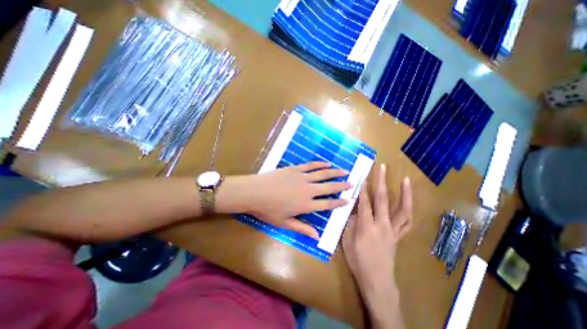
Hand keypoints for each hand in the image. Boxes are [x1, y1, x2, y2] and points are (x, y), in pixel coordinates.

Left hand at [239, 162, 347, 236]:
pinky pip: (310, 166)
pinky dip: (320, 164)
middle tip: (352, 183)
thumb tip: (317, 236)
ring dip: (334, 173)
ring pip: (322, 174)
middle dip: (341, 185)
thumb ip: (302, 228)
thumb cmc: (268, 210)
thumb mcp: (284, 223)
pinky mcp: (295, 169)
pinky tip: (327, 163)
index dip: (339, 202)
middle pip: (329, 187)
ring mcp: (302, 177)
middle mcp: (308, 190)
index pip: (327, 204)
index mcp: (306, 204)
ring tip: (344, 171)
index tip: (349, 200)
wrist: (255, 192)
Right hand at [345, 163, 411, 293]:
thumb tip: (353, 209)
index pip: (364, 203)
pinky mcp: (399, 235)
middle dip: (381, 181)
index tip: (363, 176)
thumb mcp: (347, 241)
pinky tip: (408, 200)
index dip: (363, 189)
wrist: (377, 281)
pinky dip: (408, 209)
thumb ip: (350, 223)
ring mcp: (393, 230)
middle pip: (383, 200)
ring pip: (402, 209)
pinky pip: (407, 221)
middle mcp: (382, 225)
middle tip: (382, 167)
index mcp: (367, 227)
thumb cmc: (358, 261)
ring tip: (405, 180)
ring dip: (405, 193)